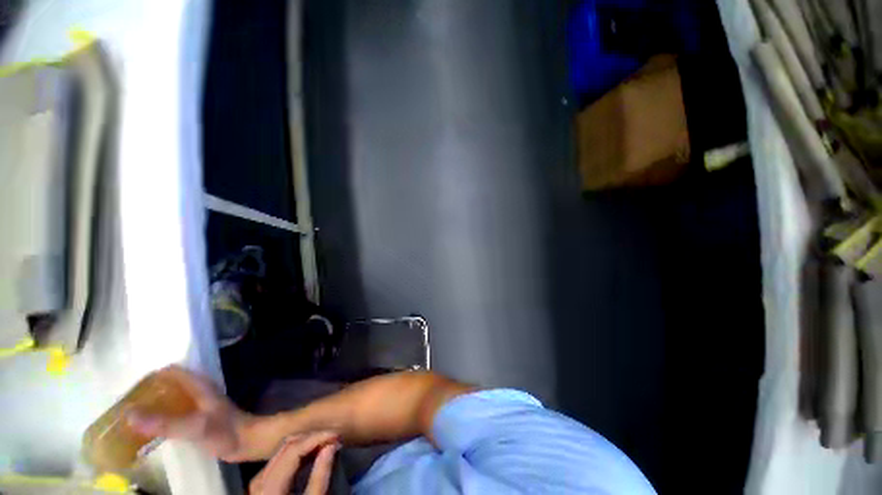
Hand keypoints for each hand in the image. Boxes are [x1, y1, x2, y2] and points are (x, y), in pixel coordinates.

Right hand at [126, 365, 258, 461]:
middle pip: (168, 385)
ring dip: (153, 406)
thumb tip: (129, 415)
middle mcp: (197, 391)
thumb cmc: (223, 431)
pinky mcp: (197, 418)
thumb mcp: (194, 427)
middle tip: (123, 407)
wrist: (246, 441)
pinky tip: (147, 430)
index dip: (150, 377)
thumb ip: (164, 422)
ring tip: (129, 418)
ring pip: (170, 400)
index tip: (127, 390)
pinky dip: (160, 418)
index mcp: (199, 385)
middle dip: (147, 394)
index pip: (171, 372)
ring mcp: (197, 405)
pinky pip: (174, 414)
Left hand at [249, 431, 338, 494]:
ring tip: (325, 444)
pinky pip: (279, 460)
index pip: (294, 449)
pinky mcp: (261, 486)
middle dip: (312, 438)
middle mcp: (259, 481)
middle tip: (333, 438)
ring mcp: (257, 483)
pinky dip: (298, 454)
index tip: (336, 435)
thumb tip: (331, 445)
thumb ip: (320, 476)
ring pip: (282, 451)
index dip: (317, 437)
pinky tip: (311, 455)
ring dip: (306, 444)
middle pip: (287, 446)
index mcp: (269, 487)